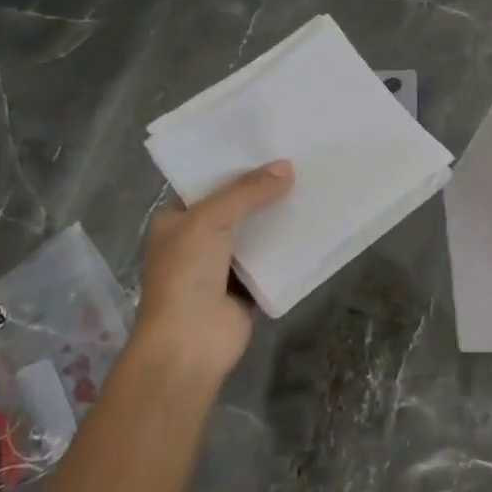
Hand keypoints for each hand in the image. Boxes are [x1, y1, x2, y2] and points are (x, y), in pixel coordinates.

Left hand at [135, 160, 294, 390]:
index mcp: (176, 221)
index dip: (235, 166)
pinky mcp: (247, 289)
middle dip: (263, 190)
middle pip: (236, 207)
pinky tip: (315, 227)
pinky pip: (272, 261)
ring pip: (256, 233)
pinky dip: (289, 249)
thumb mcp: (209, 221)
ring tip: (313, 187)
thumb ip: (247, 193)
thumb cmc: (186, 276)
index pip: (207, 184)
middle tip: (299, 162)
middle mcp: (197, 240)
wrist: (189, 346)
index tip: (268, 145)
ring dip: (279, 218)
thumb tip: (287, 167)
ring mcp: (222, 267)